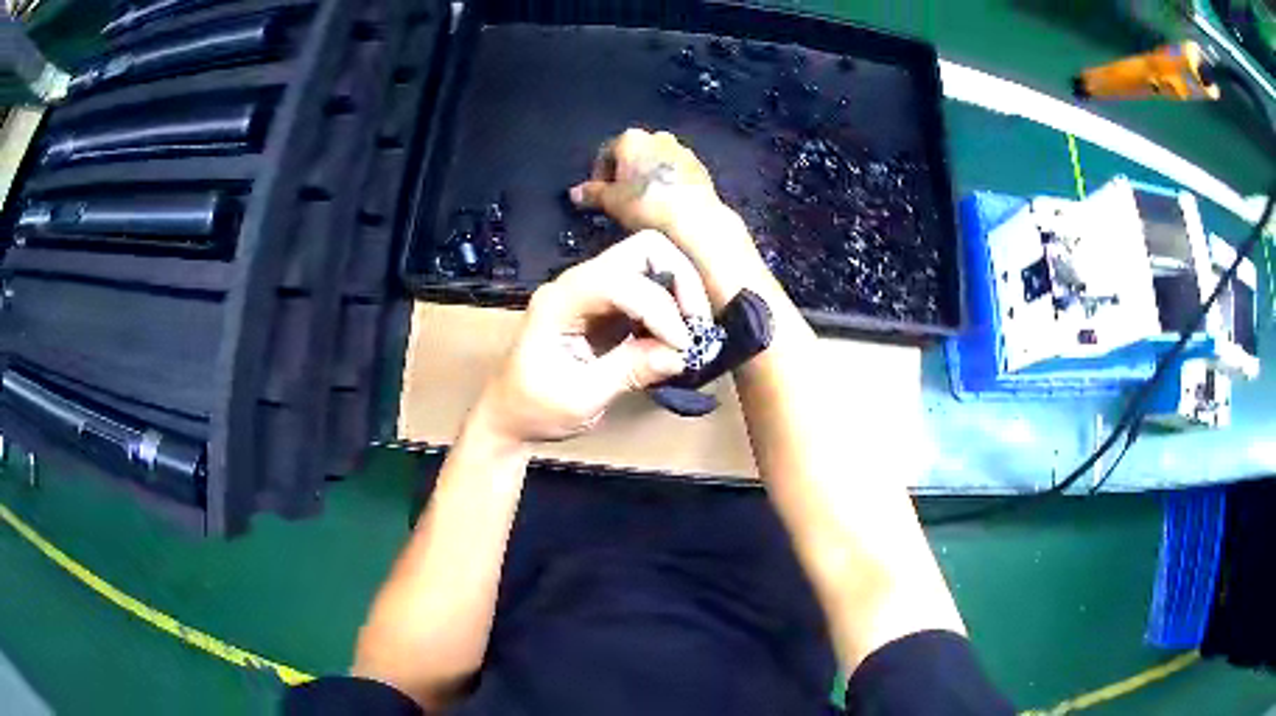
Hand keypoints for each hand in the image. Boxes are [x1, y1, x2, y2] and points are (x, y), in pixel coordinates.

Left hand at [476, 230, 712, 442]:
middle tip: (696, 327)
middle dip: (679, 282)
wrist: (509, 417)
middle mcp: (577, 283)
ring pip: (650, 263)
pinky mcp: (605, 305)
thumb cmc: (534, 409)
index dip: (659, 309)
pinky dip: (669, 308)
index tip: (683, 347)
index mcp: (560, 300)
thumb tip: (680, 354)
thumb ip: (629, 370)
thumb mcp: (581, 397)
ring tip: (690, 335)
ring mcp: (591, 290)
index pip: (620, 281)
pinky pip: (647, 289)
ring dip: (678, 294)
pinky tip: (676, 338)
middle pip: (642, 250)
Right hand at [569, 128, 721, 234]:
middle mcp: (657, 137)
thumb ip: (591, 193)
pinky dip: (667, 182)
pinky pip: (675, 171)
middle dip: (624, 173)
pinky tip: (665, 203)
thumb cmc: (649, 206)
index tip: (599, 194)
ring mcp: (681, 150)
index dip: (599, 175)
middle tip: (620, 198)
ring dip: (647, 177)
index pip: (606, 153)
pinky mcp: (699, 166)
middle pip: (633, 154)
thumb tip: (576, 193)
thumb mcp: (611, 202)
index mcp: (631, 139)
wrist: (694, 219)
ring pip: (656, 161)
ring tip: (644, 203)